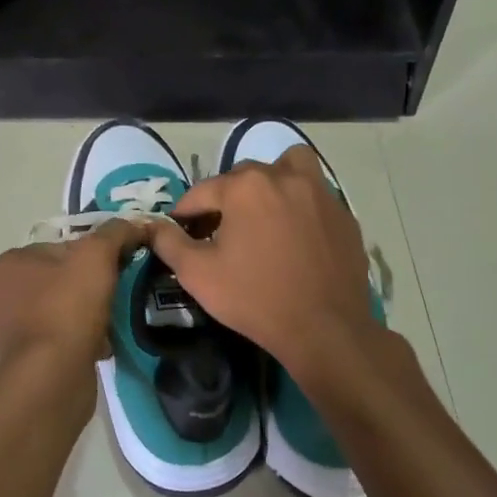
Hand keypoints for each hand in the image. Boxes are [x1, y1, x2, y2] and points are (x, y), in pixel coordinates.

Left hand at [0, 217, 150, 371]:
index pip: (58, 246)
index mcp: (9, 264)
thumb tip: (135, 223)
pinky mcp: (27, 361)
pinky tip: (103, 344)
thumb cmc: (67, 307)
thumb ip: (115, 233)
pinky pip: (62, 340)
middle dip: (89, 285)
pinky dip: (82, 340)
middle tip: (118, 291)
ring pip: (62, 311)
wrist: (52, 377)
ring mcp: (12, 332)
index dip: (92, 253)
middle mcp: (2, 295)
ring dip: (88, 314)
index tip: (117, 265)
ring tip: (114, 319)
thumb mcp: (96, 256)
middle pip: (60, 278)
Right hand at [148, 145, 380, 387]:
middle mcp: (283, 177)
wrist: (324, 329)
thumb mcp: (198, 274)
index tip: (181, 233)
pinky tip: (295, 235)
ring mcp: (320, 193)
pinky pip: (316, 195)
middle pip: (243, 176)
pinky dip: (300, 204)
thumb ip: (169, 243)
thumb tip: (152, 225)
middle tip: (220, 231)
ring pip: (289, 167)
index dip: (186, 213)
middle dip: (226, 197)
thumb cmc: (254, 299)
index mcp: (245, 186)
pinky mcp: (344, 215)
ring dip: (271, 181)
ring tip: (264, 211)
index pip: (202, 191)